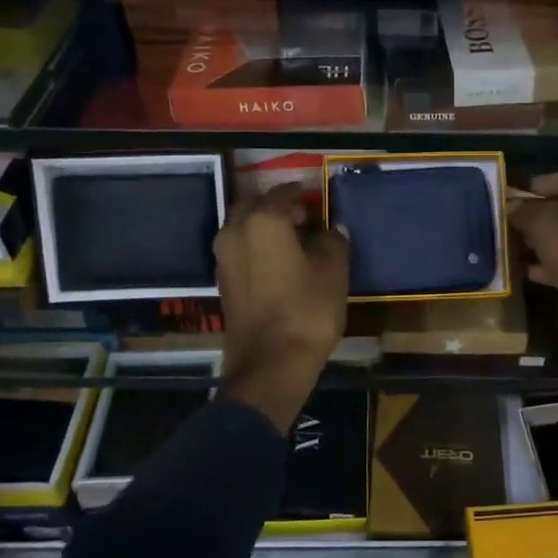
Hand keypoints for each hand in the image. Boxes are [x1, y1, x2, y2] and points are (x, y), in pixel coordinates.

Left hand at [214, 184, 349, 431]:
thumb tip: (332, 229)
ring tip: (295, 241)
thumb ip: (334, 242)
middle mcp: (235, 231)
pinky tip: (280, 262)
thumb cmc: (307, 311)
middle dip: (278, 207)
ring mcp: (223, 258)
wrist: (270, 365)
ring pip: (244, 228)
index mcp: (263, 221)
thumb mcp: (334, 272)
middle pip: (255, 206)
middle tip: (306, 218)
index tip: (319, 200)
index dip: (303, 194)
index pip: (283, 193)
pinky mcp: (223, 281)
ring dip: (265, 227)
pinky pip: (240, 250)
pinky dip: (257, 247)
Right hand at [507, 171, 557, 344]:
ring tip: (517, 241)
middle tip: (517, 217)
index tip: (523, 191)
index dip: (549, 182)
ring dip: (548, 240)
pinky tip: (528, 268)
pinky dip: (556, 263)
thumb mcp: (547, 227)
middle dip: (545, 213)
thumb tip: (512, 207)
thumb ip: (527, 212)